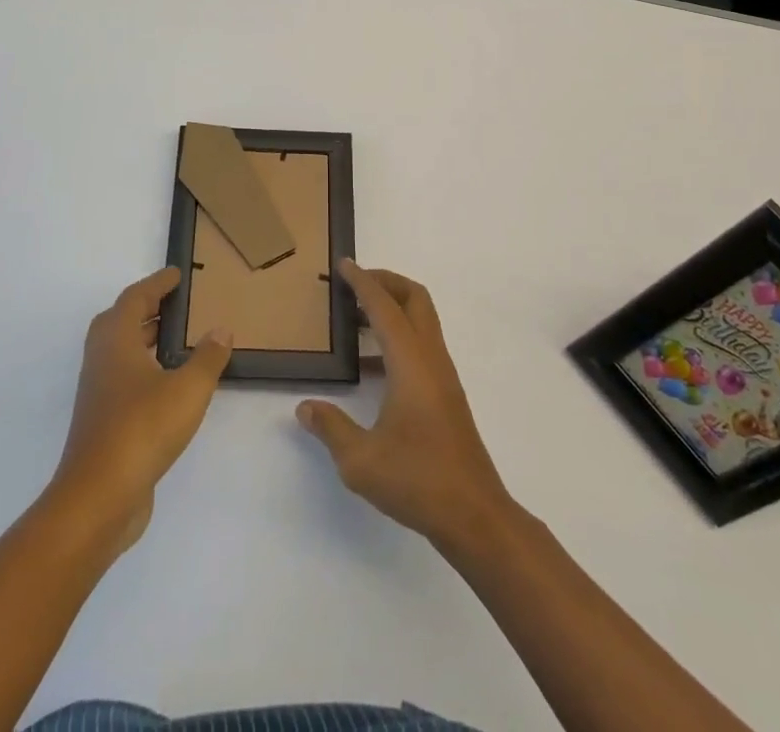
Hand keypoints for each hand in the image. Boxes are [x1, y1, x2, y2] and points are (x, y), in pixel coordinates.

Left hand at [52, 267, 231, 550]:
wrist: (98, 499)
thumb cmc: (142, 430)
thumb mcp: (187, 389)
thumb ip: (207, 358)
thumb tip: (221, 330)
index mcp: (116, 342)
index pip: (134, 299)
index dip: (156, 283)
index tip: (176, 274)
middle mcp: (101, 361)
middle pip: (118, 322)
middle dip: (145, 309)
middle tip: (173, 305)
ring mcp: (98, 394)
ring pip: (118, 352)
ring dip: (142, 339)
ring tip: (175, 341)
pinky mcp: (102, 423)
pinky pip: (122, 379)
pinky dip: (143, 369)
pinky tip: (167, 385)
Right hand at [296, 261, 513, 548]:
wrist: (474, 515)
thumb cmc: (418, 480)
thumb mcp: (360, 460)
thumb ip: (330, 428)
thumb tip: (305, 407)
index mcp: (410, 362)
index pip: (384, 306)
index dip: (362, 282)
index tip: (343, 264)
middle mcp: (431, 358)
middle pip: (414, 298)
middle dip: (385, 281)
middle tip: (354, 283)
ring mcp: (442, 376)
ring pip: (421, 320)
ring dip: (392, 308)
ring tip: (356, 318)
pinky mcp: (446, 394)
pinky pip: (421, 345)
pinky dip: (398, 336)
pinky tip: (371, 365)